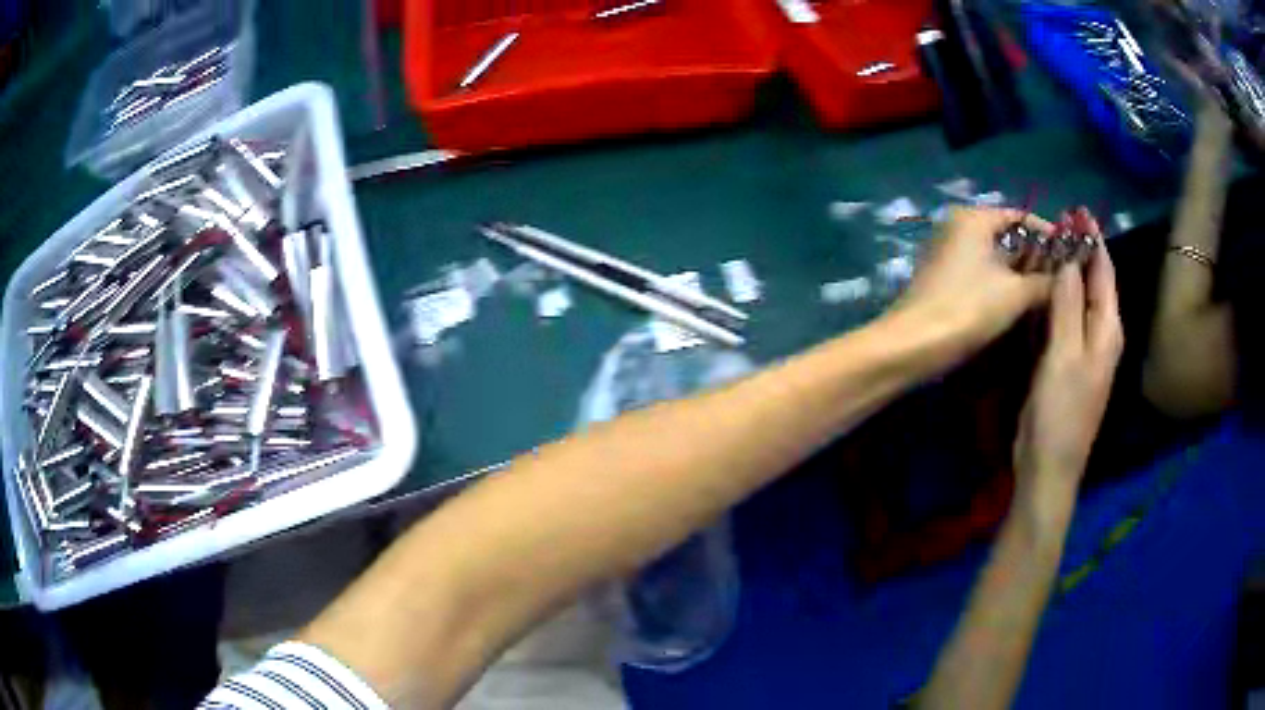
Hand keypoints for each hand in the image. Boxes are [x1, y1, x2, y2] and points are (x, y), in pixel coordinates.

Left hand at [894, 208, 1053, 356]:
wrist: (912, 345)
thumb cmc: (967, 309)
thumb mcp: (1016, 294)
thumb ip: (1045, 282)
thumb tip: (1066, 279)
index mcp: (973, 218)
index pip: (1020, 216)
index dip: (1048, 234)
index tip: (1072, 255)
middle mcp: (957, 227)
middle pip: (1008, 236)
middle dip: (1036, 257)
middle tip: (1064, 280)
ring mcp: (948, 253)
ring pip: (996, 258)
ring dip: (1021, 274)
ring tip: (1049, 295)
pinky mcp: (944, 278)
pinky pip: (982, 274)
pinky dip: (1003, 285)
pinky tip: (1022, 305)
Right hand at [1014, 217, 1123, 521]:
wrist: (1048, 465)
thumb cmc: (1061, 412)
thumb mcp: (1064, 354)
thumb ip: (1067, 304)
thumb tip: (1066, 255)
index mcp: (1107, 329)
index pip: (1104, 272)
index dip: (1092, 240)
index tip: (1077, 209)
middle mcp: (1099, 334)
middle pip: (1092, 282)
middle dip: (1079, 250)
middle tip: (1057, 220)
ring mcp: (1082, 348)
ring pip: (1076, 298)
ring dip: (1065, 270)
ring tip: (1046, 243)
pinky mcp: (1064, 361)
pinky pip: (1062, 317)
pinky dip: (1054, 296)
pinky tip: (1040, 286)